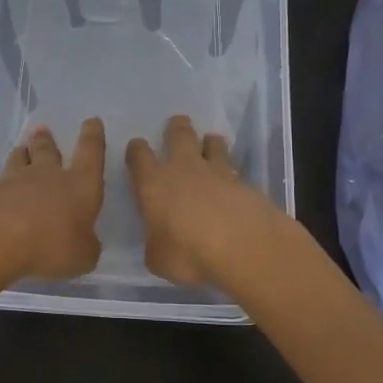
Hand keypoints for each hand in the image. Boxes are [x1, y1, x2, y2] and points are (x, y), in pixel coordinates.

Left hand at [0, 119, 106, 280]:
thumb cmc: (51, 243)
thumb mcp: (82, 256)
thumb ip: (86, 247)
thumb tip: (85, 243)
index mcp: (79, 184)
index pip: (91, 152)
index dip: (93, 136)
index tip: (92, 121)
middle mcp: (48, 175)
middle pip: (48, 150)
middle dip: (47, 140)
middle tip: (43, 130)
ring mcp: (14, 180)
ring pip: (19, 159)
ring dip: (22, 153)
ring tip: (21, 149)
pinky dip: (2, 183)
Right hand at [125, 114, 275, 285]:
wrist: (244, 246)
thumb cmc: (189, 253)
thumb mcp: (158, 259)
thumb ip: (156, 244)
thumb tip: (159, 241)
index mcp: (154, 184)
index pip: (139, 156)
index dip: (136, 150)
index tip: (137, 147)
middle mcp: (184, 169)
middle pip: (179, 135)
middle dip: (176, 127)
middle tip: (177, 123)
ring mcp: (218, 172)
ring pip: (212, 144)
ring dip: (210, 143)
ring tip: (210, 143)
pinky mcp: (245, 182)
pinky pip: (234, 169)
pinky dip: (231, 171)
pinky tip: (233, 181)